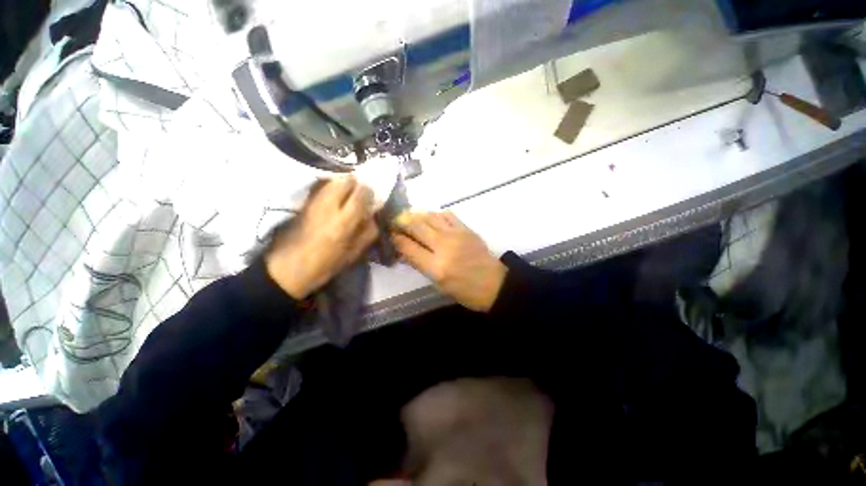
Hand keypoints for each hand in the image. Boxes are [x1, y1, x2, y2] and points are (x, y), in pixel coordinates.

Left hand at [266, 177, 378, 299]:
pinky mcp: (304, 203)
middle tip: (360, 195)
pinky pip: (322, 187)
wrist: (288, 269)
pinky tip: (335, 200)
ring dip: (344, 185)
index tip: (372, 198)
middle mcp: (329, 206)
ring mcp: (314, 202)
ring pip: (333, 181)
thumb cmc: (325, 265)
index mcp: (344, 222)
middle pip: (346, 181)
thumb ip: (368, 233)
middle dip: (356, 185)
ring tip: (348, 196)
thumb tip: (373, 217)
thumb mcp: (354, 254)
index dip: (369, 192)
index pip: (361, 193)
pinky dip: (332, 188)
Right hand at [393, 212, 506, 311]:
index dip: (396, 238)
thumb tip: (404, 249)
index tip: (389, 234)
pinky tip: (431, 218)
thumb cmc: (465, 290)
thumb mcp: (438, 284)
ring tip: (408, 216)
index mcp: (436, 267)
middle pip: (416, 227)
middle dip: (401, 222)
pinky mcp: (466, 229)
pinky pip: (447, 215)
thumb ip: (420, 264)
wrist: (494, 284)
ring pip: (430, 217)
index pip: (408, 247)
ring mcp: (456, 235)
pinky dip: (435, 215)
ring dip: (416, 215)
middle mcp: (444, 247)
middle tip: (394, 221)